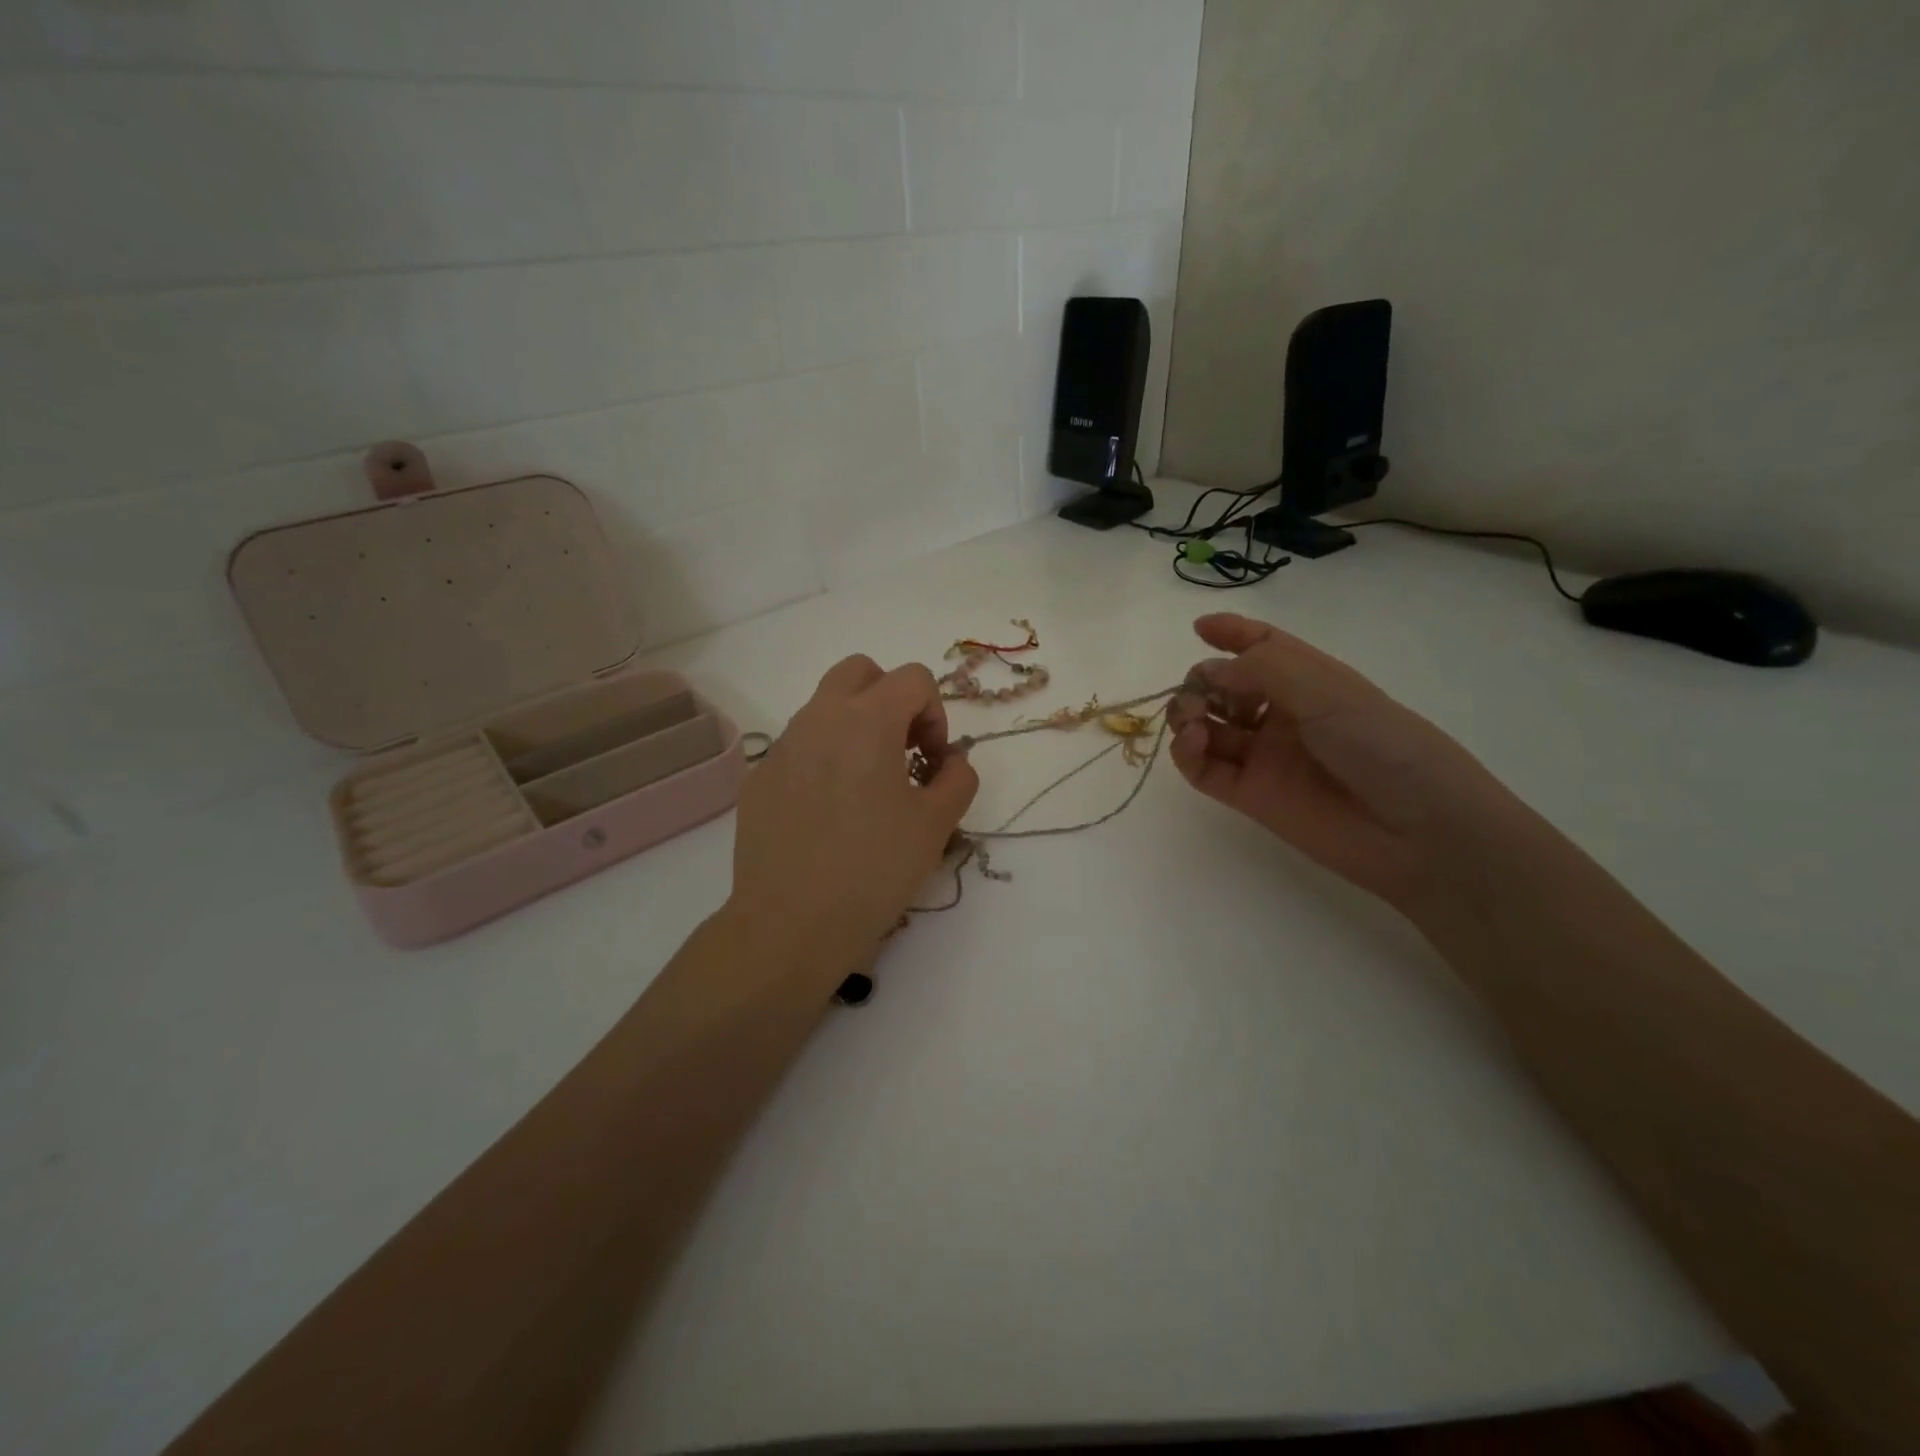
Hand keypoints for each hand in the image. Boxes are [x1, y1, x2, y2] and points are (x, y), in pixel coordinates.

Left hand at [727, 655, 978, 980]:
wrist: (790, 924)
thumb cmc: (873, 869)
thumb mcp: (936, 825)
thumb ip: (957, 779)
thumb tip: (950, 762)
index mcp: (866, 720)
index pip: (912, 678)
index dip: (935, 713)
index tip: (933, 761)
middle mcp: (818, 719)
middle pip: (860, 672)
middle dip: (890, 698)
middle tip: (902, 751)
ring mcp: (781, 747)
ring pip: (824, 708)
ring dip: (854, 728)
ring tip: (867, 788)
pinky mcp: (758, 779)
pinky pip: (798, 748)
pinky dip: (822, 760)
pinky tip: (828, 815)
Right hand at [1168, 613, 1511, 913]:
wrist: (1418, 830)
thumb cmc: (1382, 744)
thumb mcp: (1325, 689)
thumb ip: (1261, 669)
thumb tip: (1210, 674)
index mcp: (1309, 680)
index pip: (1263, 647)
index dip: (1232, 633)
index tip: (1199, 627)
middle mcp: (1282, 714)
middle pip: (1224, 687)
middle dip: (1201, 680)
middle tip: (1199, 692)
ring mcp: (1263, 756)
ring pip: (1206, 727)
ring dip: (1188, 714)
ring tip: (1194, 721)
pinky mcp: (1248, 796)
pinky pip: (1202, 769)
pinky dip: (1186, 752)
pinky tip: (1194, 743)